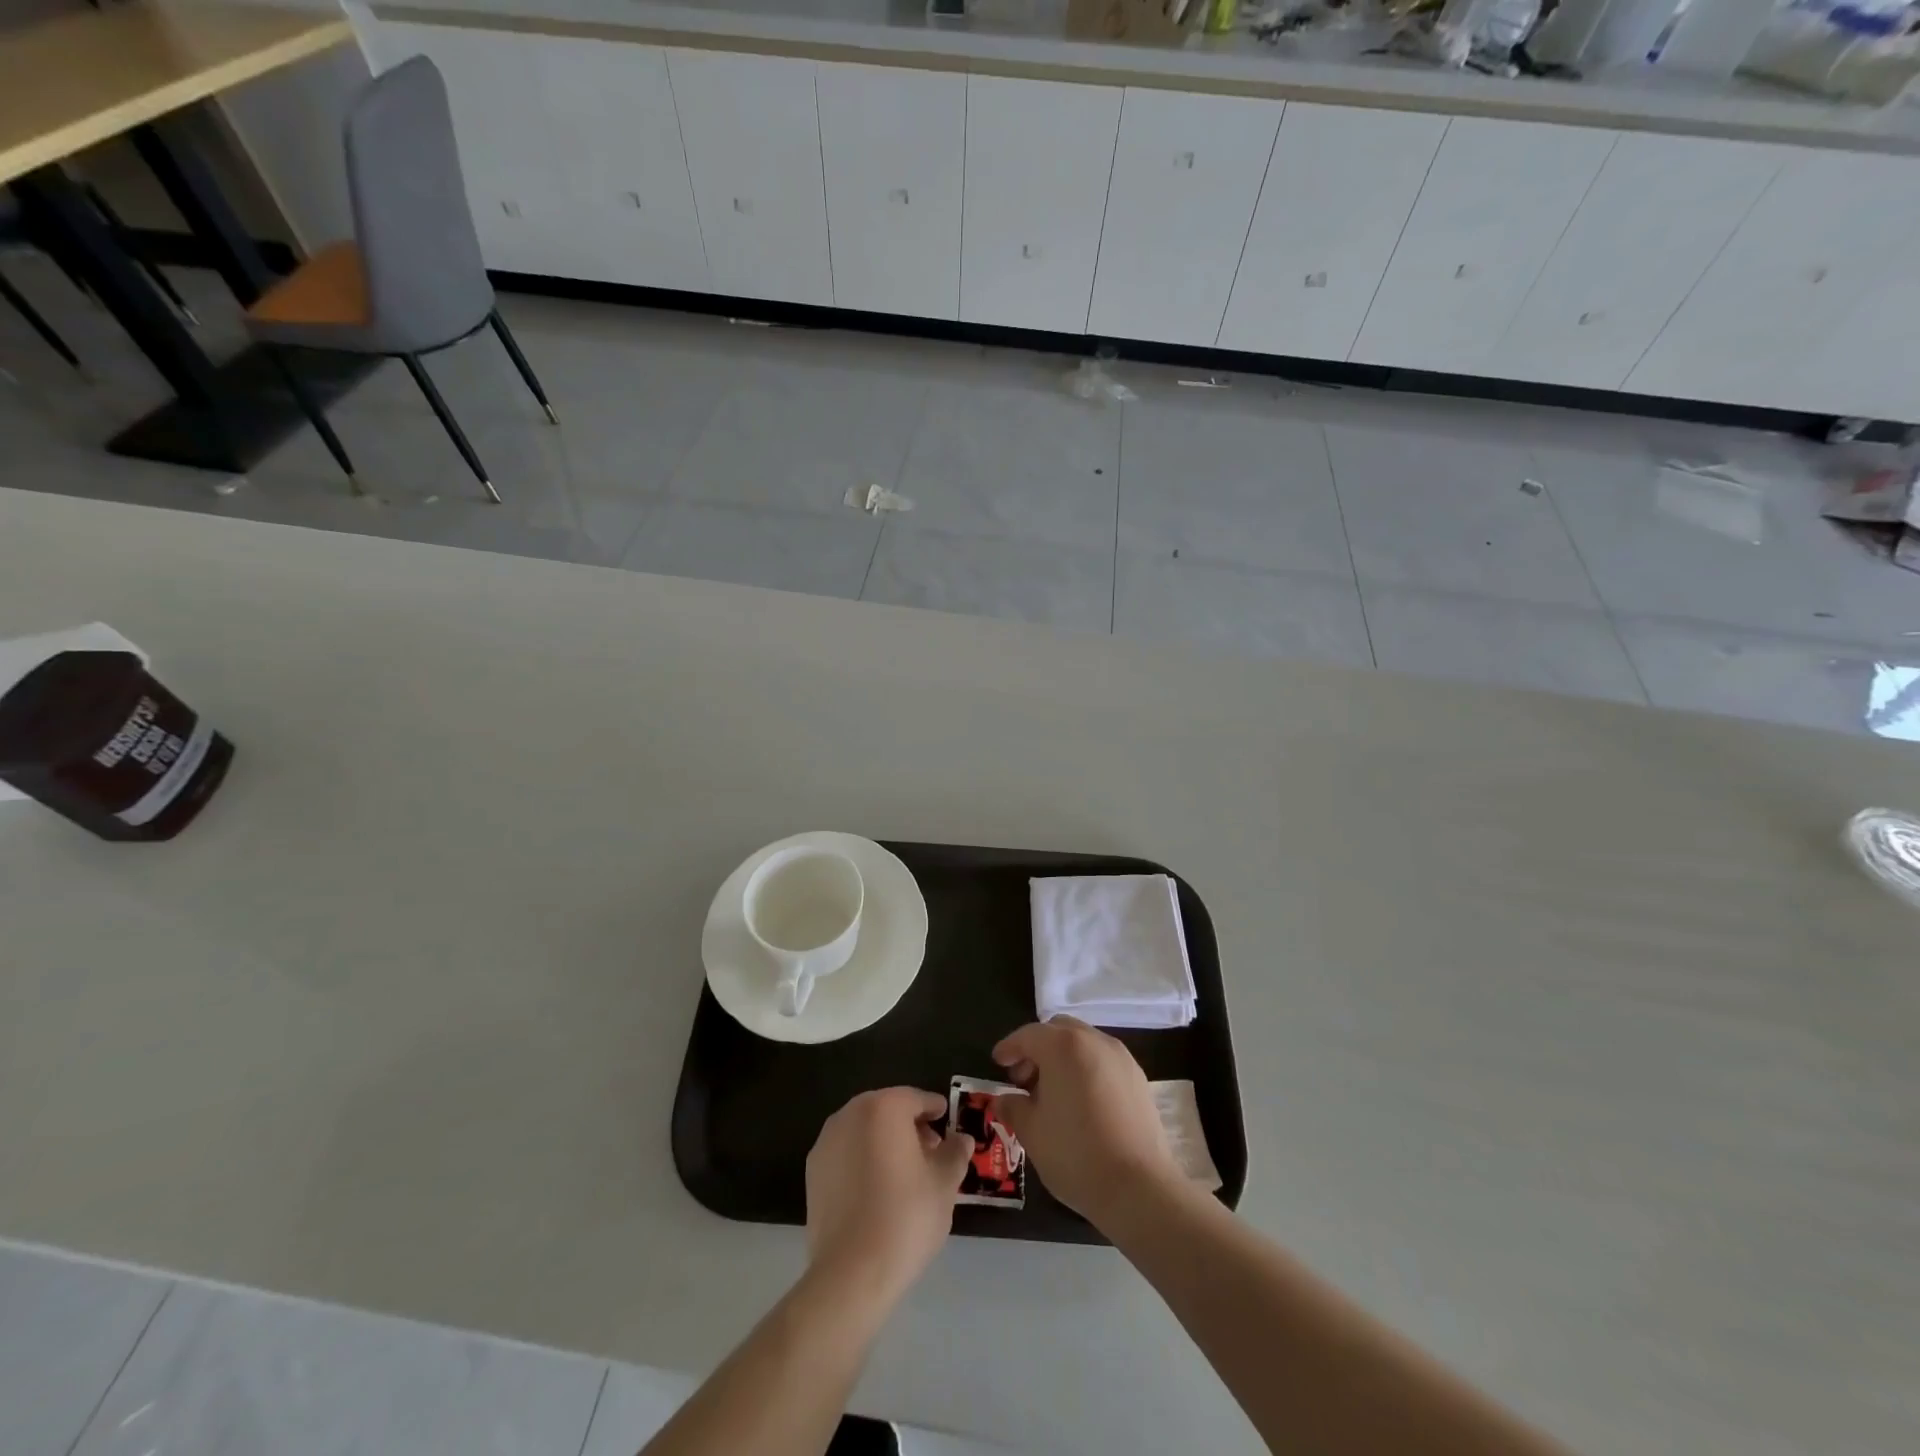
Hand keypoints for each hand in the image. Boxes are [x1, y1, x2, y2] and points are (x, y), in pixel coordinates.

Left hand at [805, 1087, 973, 1300]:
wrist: (851, 1272)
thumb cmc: (906, 1217)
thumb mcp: (944, 1184)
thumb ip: (955, 1153)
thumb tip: (961, 1139)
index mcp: (884, 1107)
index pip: (916, 1098)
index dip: (935, 1109)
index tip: (947, 1123)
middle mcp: (851, 1113)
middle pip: (888, 1109)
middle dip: (910, 1125)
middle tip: (931, 1152)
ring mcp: (827, 1141)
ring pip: (864, 1129)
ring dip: (885, 1141)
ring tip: (904, 1173)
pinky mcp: (813, 1170)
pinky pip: (846, 1152)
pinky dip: (863, 1159)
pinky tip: (876, 1190)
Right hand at [992, 1018, 1182, 1229]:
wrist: (1139, 1187)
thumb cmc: (1076, 1154)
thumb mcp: (1031, 1132)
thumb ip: (1013, 1107)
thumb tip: (1003, 1099)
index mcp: (1063, 1046)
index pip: (1028, 1035)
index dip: (1009, 1048)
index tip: (998, 1062)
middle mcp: (1093, 1041)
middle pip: (1058, 1031)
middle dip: (1037, 1048)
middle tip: (1023, 1079)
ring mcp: (1120, 1057)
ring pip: (1083, 1043)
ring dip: (1062, 1058)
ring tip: (1052, 1094)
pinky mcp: (1138, 1078)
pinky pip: (1103, 1061)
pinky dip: (1085, 1069)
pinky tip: (1080, 1103)